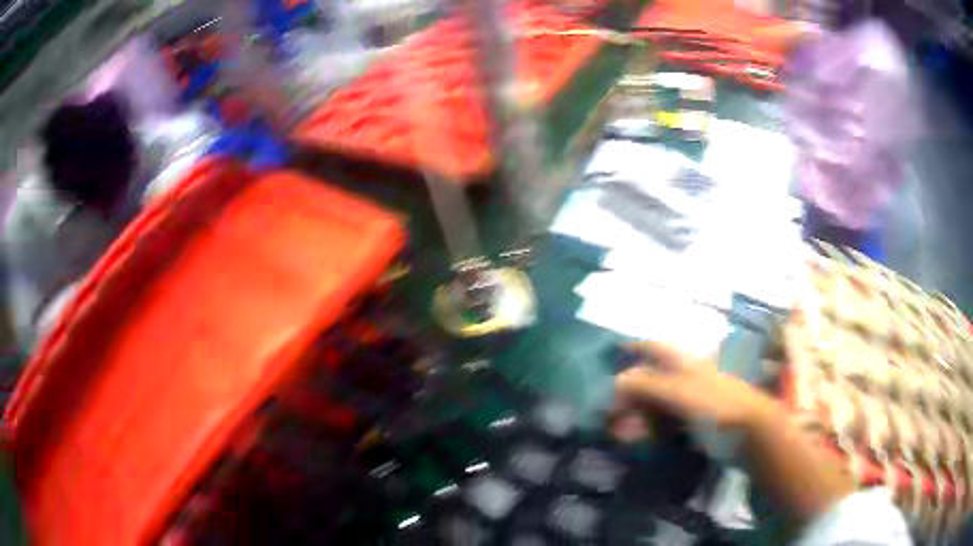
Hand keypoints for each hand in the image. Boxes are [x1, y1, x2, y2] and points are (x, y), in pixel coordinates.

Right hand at [614, 341, 776, 428]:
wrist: (750, 434)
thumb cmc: (716, 405)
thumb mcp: (680, 392)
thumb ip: (648, 384)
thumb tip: (617, 380)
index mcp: (685, 364)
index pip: (656, 348)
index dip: (636, 346)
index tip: (614, 350)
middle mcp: (686, 379)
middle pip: (652, 380)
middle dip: (629, 393)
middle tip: (610, 412)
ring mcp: (690, 403)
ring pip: (655, 404)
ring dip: (636, 415)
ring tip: (620, 432)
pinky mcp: (693, 425)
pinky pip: (664, 424)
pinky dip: (648, 429)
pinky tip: (639, 439)